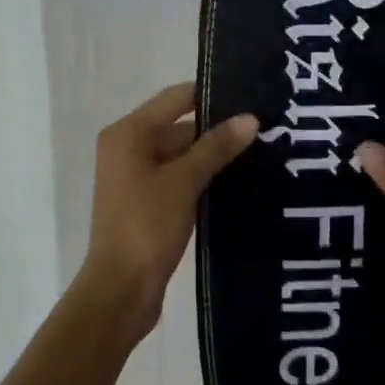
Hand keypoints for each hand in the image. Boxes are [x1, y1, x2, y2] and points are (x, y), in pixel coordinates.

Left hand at [82, 82, 258, 341]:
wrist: (120, 289)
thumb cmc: (147, 225)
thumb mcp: (184, 181)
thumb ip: (216, 147)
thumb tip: (250, 118)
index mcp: (128, 133)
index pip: (175, 98)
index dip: (211, 95)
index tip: (251, 95)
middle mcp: (127, 148)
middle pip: (177, 126)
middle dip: (217, 128)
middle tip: (263, 128)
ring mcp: (134, 177)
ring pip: (179, 154)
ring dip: (212, 155)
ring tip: (260, 151)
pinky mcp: (145, 203)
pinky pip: (177, 178)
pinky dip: (201, 177)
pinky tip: (237, 181)